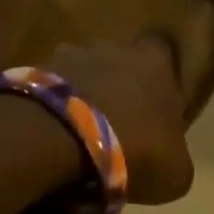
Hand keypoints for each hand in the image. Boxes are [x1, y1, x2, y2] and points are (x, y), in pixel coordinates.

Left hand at [43, 36, 194, 205]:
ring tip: (83, 126)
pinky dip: (57, 104)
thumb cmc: (134, 149)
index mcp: (153, 61)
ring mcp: (70, 55)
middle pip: (118, 56)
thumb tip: (168, 151)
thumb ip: (174, 150)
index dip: (162, 64)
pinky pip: (53, 86)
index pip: (162, 44)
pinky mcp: (37, 71)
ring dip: (84, 91)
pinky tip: (58, 130)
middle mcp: (111, 47)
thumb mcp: (175, 169)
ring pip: (83, 68)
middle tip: (121, 115)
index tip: (162, 88)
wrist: (62, 138)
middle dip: (119, 79)